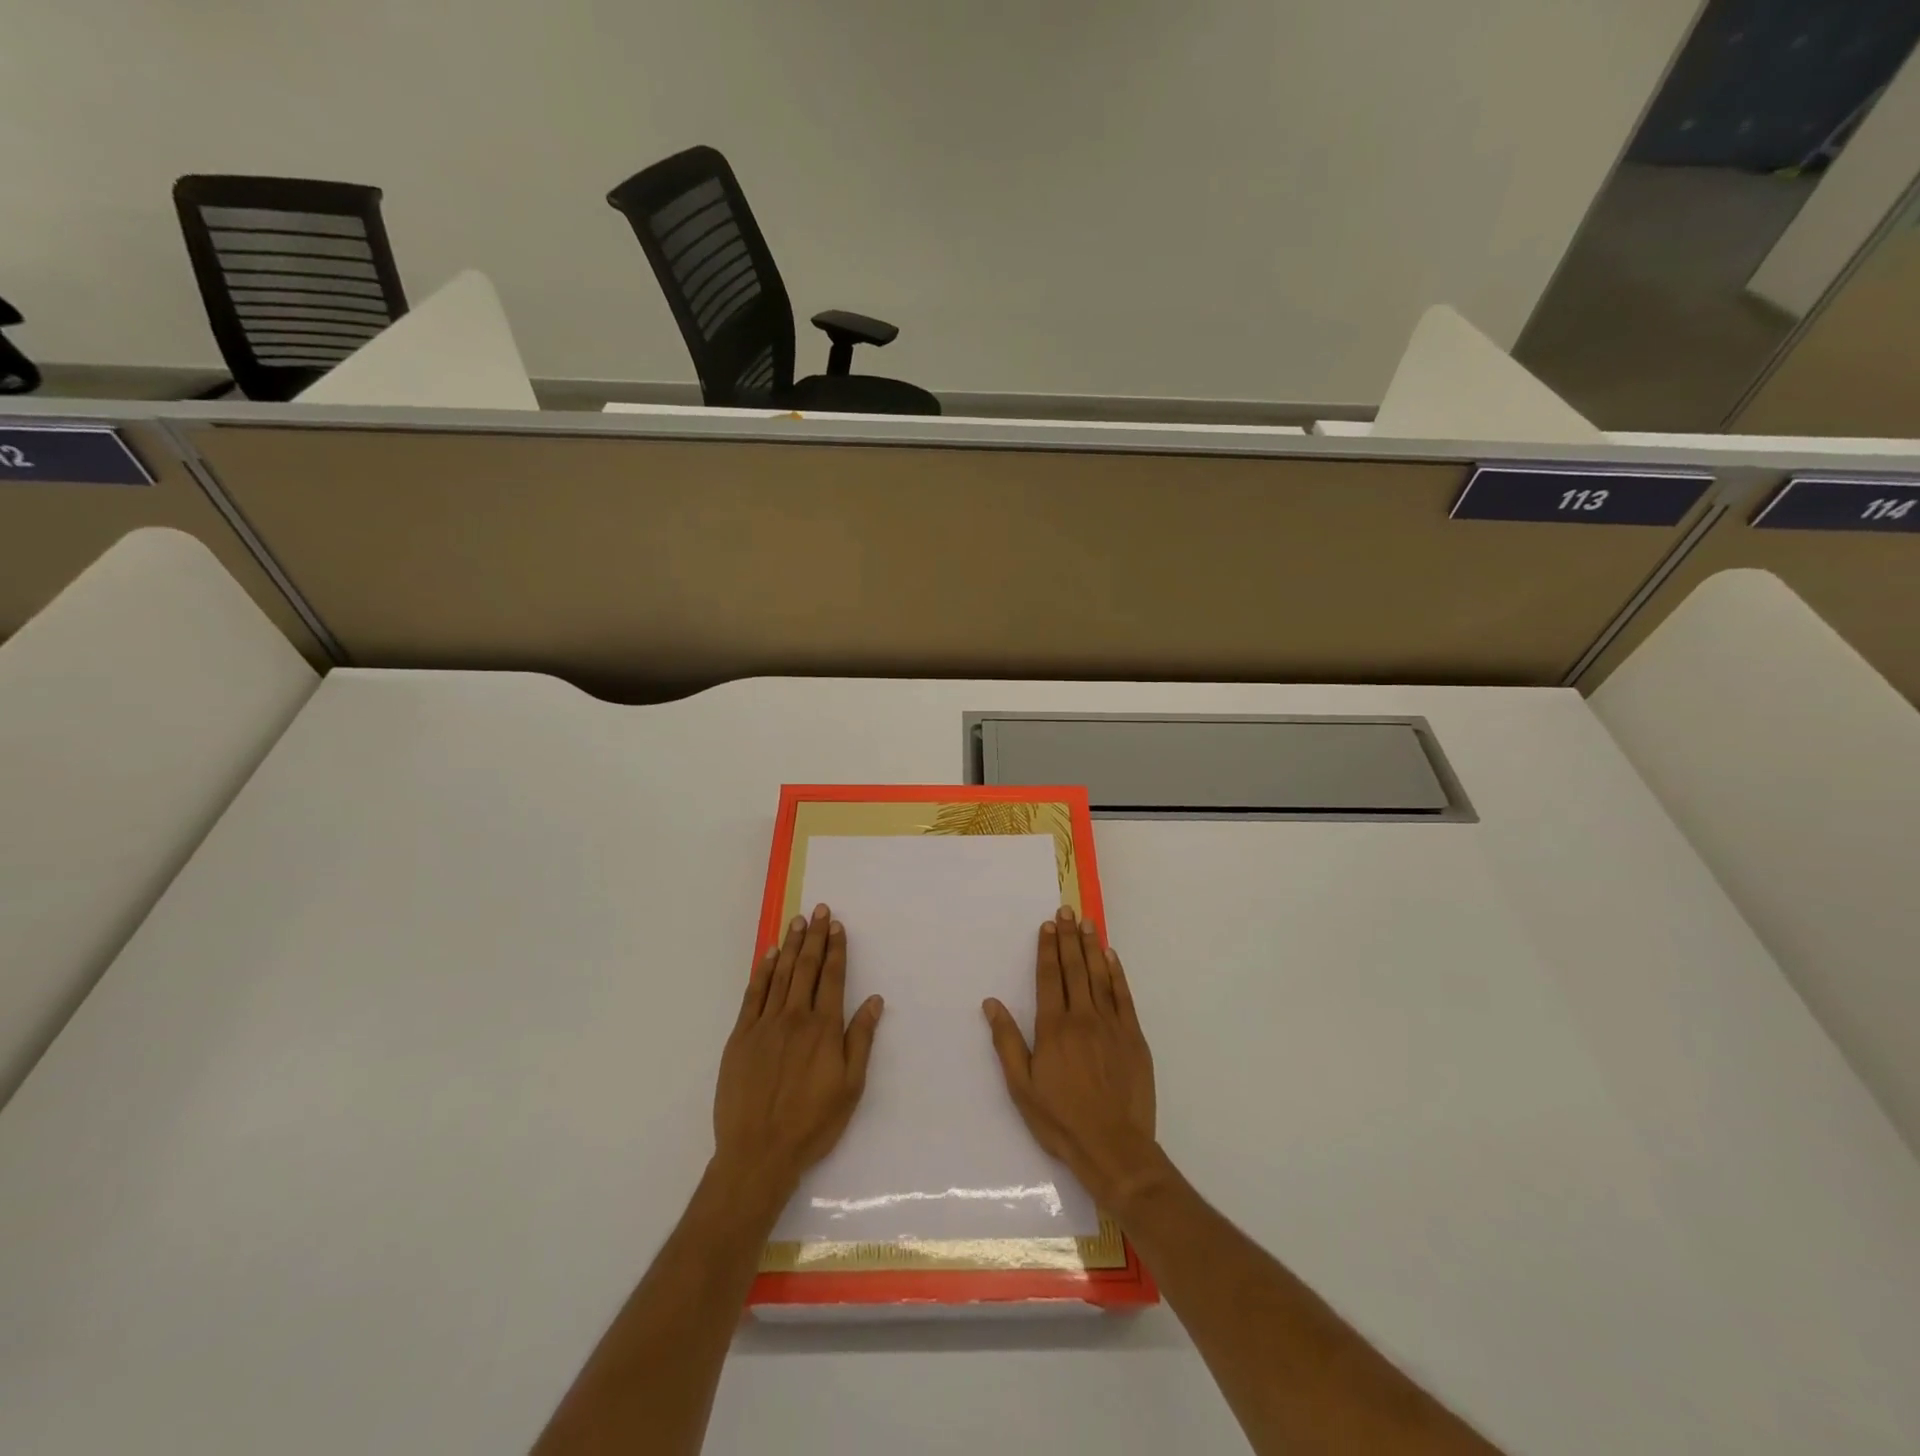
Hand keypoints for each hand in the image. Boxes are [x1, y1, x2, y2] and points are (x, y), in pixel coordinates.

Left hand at [713, 904, 883, 1197]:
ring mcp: (764, 1025)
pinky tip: (769, 955)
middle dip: (814, 937)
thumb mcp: (850, 1086)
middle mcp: (795, 1017)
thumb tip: (874, 1000)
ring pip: (780, 975)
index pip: (832, 977)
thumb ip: (861, 1039)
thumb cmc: (812, 1123)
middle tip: (818, 910)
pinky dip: (763, 971)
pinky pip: (753, 994)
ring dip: (791, 945)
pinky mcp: (740, 1037)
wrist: (758, 1152)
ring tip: (797, 921)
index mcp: (824, 1028)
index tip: (837, 925)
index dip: (836, 949)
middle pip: (806, 968)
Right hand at [983, 906, 1159, 1208]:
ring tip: (1087, 923)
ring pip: (1099, 976)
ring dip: (1091, 947)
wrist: (1114, 1146)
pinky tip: (1111, 957)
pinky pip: (1123, 996)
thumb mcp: (1022, 1086)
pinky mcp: (1133, 1037)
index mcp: (1053, 1028)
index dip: (1047, 949)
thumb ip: (1007, 1041)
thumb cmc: (1061, 1119)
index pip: (1049, 977)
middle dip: (1068, 938)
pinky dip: (1117, 974)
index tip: (1047, 926)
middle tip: (1066, 910)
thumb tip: (991, 1003)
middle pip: (1074, 969)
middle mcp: (1082, 1017)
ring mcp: (1111, 1025)